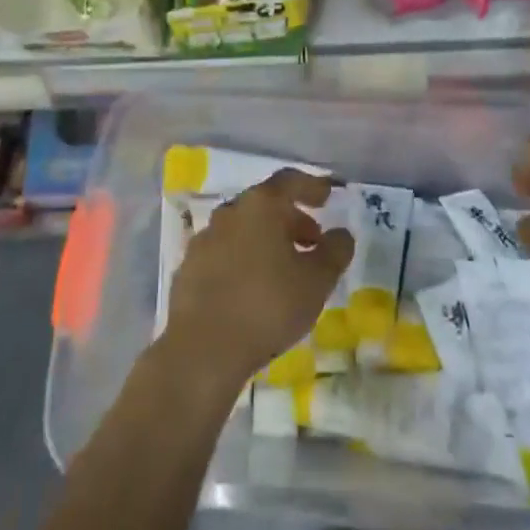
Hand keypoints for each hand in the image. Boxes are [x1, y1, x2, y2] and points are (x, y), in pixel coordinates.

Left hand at [161, 170, 355, 388]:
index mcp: (260, 205)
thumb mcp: (317, 281)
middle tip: (312, 241)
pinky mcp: (188, 268)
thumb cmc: (268, 305)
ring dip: (267, 240)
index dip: (312, 186)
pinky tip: (254, 288)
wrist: (202, 348)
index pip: (290, 180)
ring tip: (286, 268)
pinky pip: (224, 253)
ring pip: (243, 229)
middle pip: (265, 204)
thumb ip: (335, 251)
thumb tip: (341, 234)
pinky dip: (244, 259)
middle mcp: (229, 212)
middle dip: (291, 218)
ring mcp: (204, 239)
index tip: (328, 196)